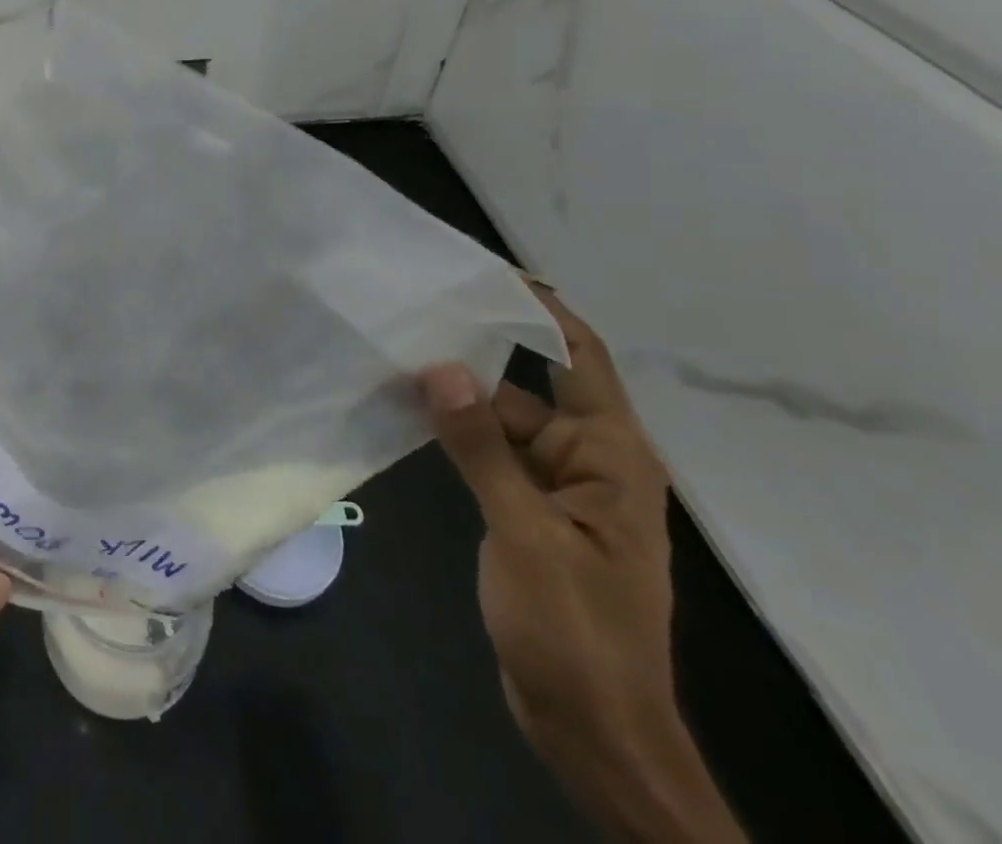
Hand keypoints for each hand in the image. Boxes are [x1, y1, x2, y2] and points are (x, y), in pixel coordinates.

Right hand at [423, 286, 745, 843]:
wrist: (592, 728)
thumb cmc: (577, 629)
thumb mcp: (525, 533)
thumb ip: (481, 447)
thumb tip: (439, 367)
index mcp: (611, 456)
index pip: (581, 357)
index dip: (542, 310)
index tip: (488, 272)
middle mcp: (587, 459)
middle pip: (527, 385)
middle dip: (472, 354)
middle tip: (408, 315)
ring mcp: (555, 488)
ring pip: (500, 420)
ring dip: (454, 397)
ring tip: (390, 357)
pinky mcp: (526, 512)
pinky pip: (488, 454)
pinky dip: (452, 433)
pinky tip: (404, 413)